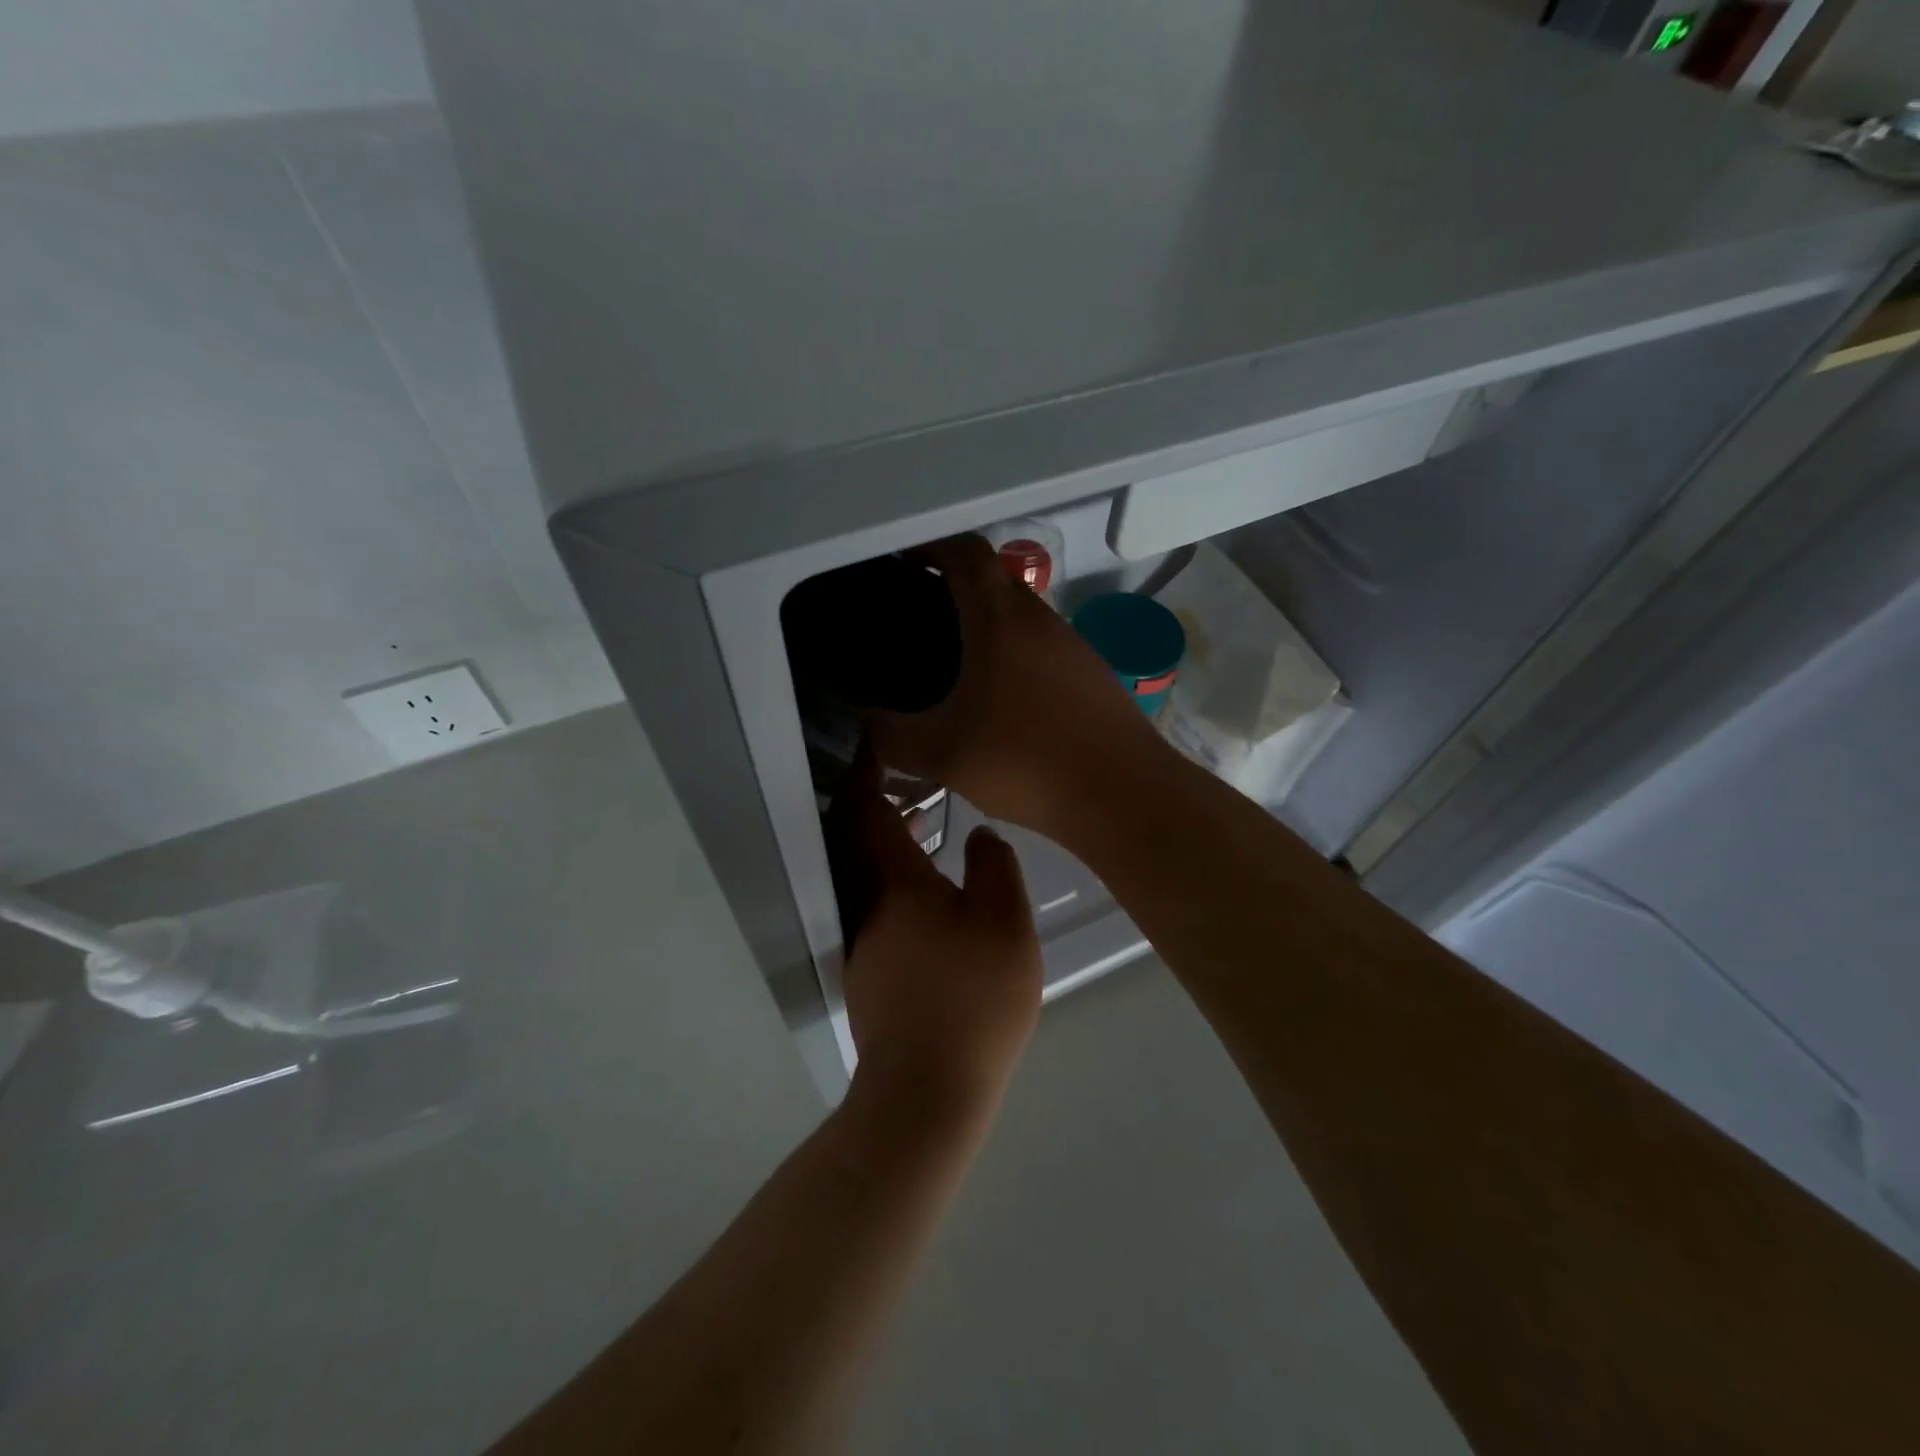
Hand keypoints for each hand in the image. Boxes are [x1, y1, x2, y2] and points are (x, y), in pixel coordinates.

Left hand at [828, 748, 1041, 1122]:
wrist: (927, 1087)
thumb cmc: (973, 997)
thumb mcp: (1005, 923)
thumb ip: (994, 866)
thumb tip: (977, 833)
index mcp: (894, 882)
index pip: (866, 810)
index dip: (867, 773)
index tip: (875, 746)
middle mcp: (865, 904)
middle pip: (853, 839)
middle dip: (872, 802)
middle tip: (904, 780)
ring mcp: (861, 941)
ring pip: (862, 872)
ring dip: (882, 842)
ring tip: (923, 827)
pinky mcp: (867, 971)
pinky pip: (870, 901)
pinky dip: (888, 877)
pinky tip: (927, 892)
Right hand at [869, 535, 1166, 837]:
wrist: (1123, 796)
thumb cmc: (1027, 761)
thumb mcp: (941, 754)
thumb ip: (892, 735)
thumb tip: (871, 721)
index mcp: (1001, 619)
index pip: (965, 552)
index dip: (929, 548)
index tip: (902, 567)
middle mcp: (1042, 620)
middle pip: (994, 582)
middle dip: (953, 592)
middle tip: (918, 628)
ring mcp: (1075, 647)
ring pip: (1021, 619)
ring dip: (986, 631)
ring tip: (953, 672)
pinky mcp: (1093, 678)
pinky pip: (1043, 652)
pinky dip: (1014, 661)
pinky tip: (1001, 708)